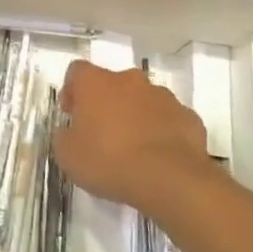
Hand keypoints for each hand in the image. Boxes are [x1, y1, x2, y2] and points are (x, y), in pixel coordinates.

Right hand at [53, 61, 212, 208]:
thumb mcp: (68, 155)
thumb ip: (64, 136)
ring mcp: (163, 97)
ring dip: (136, 116)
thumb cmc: (109, 161)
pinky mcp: (189, 117)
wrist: (171, 180)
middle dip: (107, 103)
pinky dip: (162, 132)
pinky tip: (159, 158)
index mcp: (95, 82)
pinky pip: (169, 120)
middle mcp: (129, 80)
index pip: (77, 71)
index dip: (72, 90)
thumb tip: (69, 132)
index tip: (72, 114)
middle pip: (113, 84)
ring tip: (134, 149)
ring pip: (143, 100)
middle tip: (102, 133)